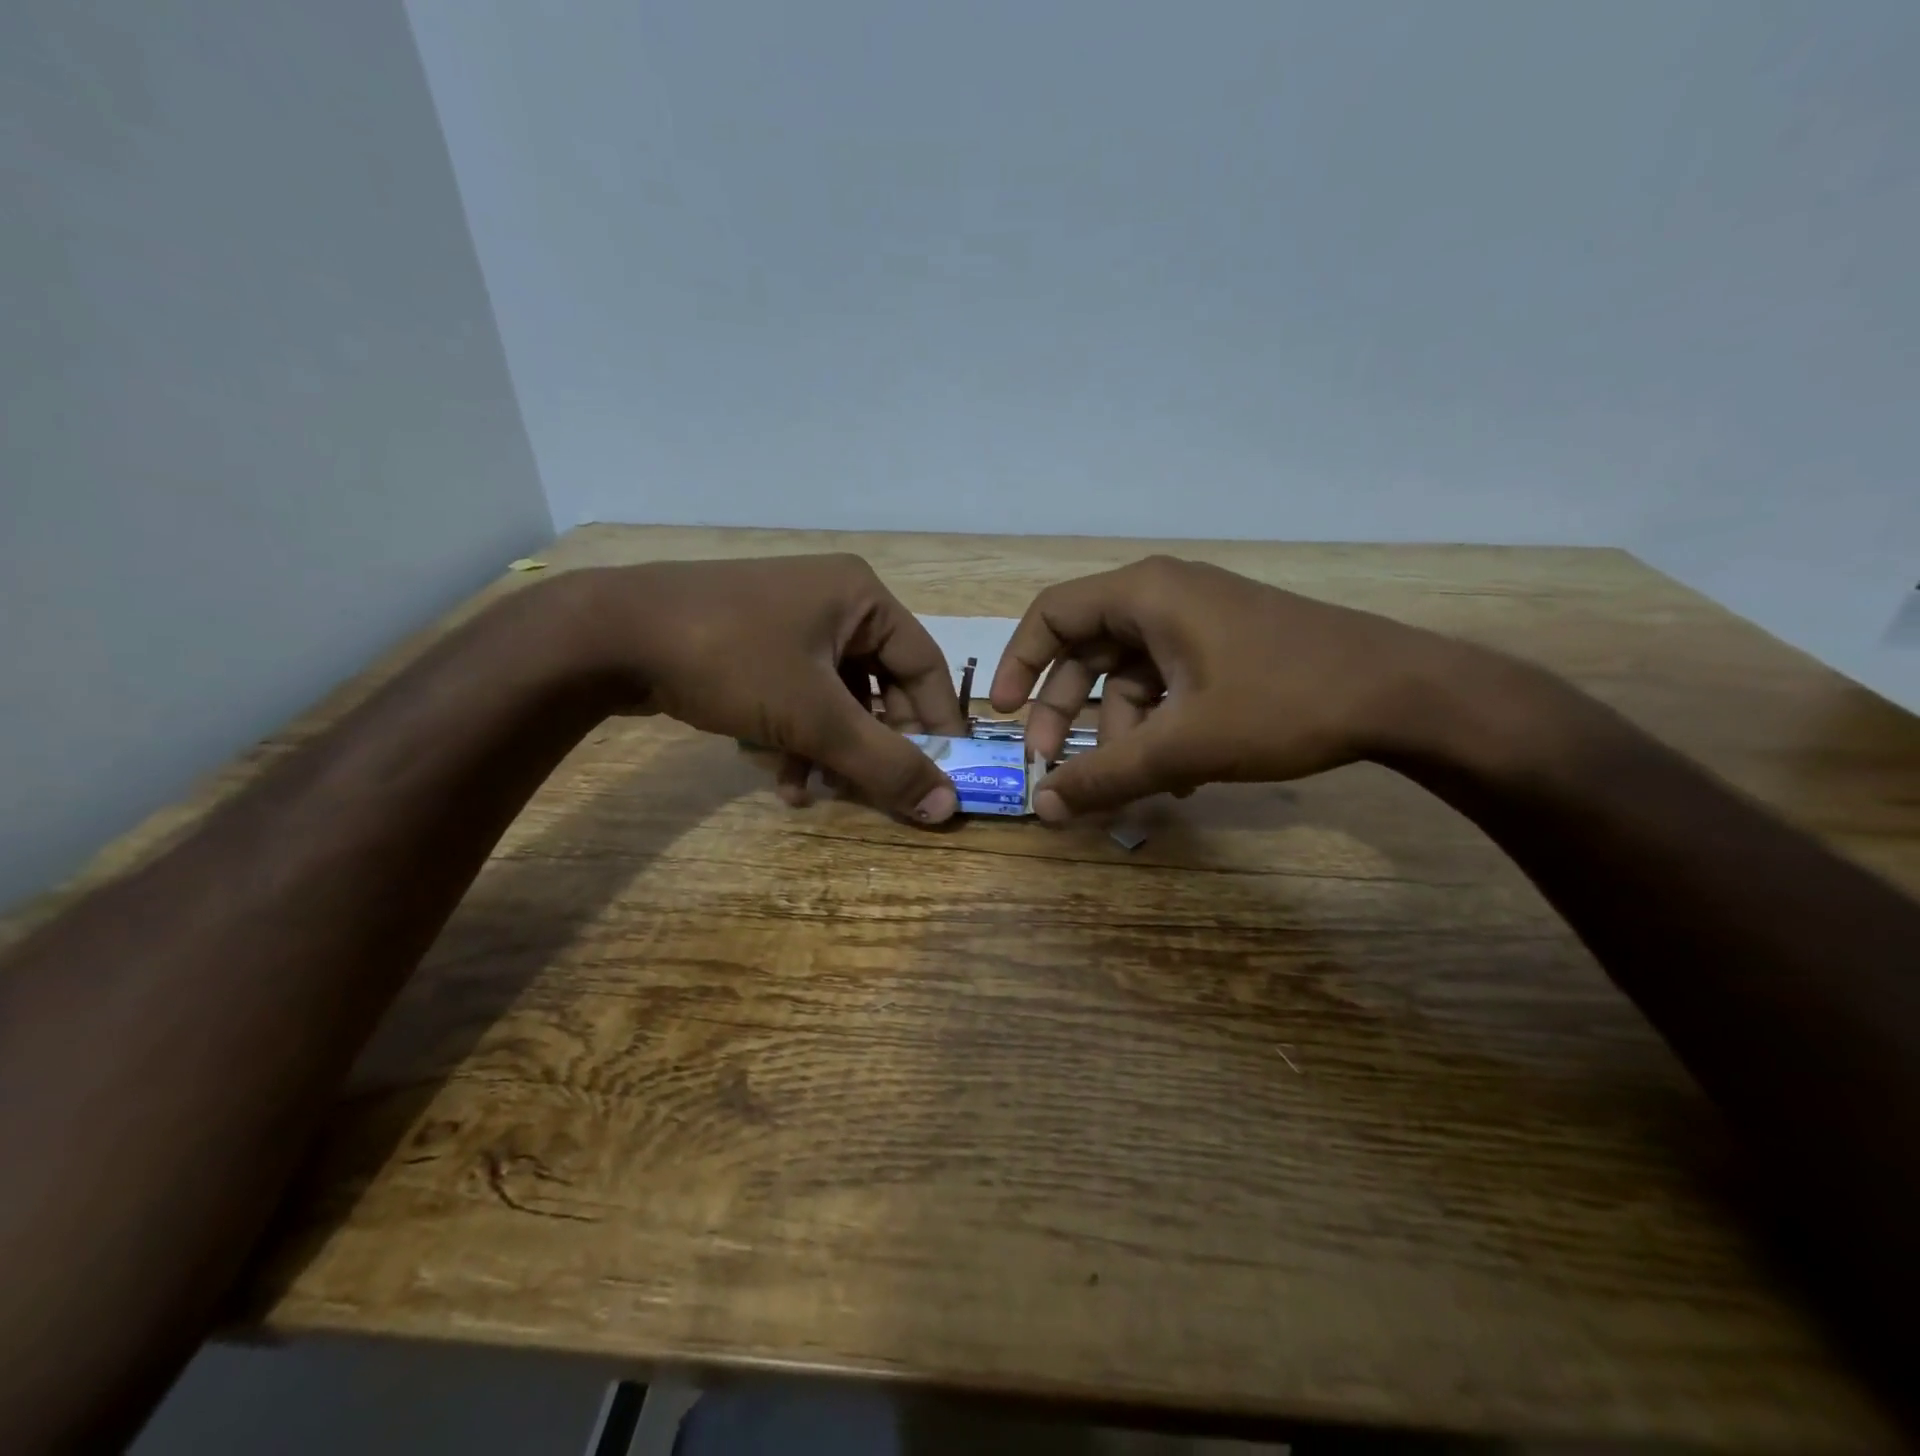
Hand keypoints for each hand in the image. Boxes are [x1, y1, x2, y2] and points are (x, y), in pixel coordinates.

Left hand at [572, 555, 967, 821]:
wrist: (606, 636)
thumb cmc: (731, 660)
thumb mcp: (816, 718)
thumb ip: (885, 764)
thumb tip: (949, 808)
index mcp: (862, 598)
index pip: (925, 667)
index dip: (937, 725)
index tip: (944, 777)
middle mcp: (833, 601)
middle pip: (879, 685)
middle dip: (871, 745)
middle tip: (874, 792)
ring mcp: (788, 620)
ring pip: (835, 697)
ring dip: (830, 750)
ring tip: (814, 793)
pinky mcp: (753, 643)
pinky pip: (796, 694)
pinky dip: (795, 736)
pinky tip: (779, 776)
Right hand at [989, 556, 1452, 821]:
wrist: (1405, 694)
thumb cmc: (1284, 702)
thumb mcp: (1184, 744)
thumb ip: (1106, 775)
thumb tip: (1043, 808)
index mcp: (1146, 594)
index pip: (1052, 614)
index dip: (1018, 663)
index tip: (1004, 715)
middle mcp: (1166, 596)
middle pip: (1087, 649)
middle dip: (1066, 710)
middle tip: (1053, 762)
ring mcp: (1201, 621)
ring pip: (1131, 675)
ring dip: (1120, 731)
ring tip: (1130, 785)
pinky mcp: (1228, 647)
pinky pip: (1170, 684)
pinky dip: (1159, 726)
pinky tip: (1176, 776)